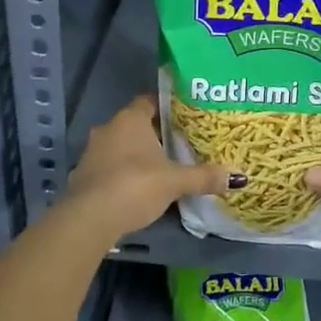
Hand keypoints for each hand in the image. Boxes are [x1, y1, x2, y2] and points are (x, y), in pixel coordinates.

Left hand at [68, 95, 231, 239]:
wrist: (89, 219)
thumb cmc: (135, 185)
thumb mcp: (175, 181)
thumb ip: (203, 177)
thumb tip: (237, 176)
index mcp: (130, 119)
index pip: (150, 100)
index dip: (168, 106)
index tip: (186, 114)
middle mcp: (108, 128)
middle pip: (136, 124)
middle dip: (155, 133)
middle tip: (180, 142)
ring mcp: (92, 152)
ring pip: (121, 146)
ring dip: (138, 154)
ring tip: (162, 166)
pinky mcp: (83, 176)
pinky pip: (109, 166)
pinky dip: (123, 172)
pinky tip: (139, 187)